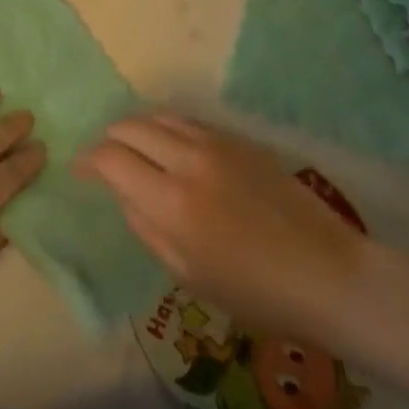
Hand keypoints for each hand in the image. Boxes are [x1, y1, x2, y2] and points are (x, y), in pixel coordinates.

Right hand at [76, 113, 370, 345]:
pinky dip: (167, 128)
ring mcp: (216, 143)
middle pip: (130, 126)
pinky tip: (170, 148)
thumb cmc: (255, 293)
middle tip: (105, 160)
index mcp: (171, 200)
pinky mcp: (238, 139)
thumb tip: (123, 192)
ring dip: (137, 128)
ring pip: (158, 115)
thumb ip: (145, 226)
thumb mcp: (187, 273)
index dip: (87, 160)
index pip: (110, 158)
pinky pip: (188, 121)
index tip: (79, 170)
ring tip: (134, 148)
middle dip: (109, 140)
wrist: (329, 274)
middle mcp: (188, 159)